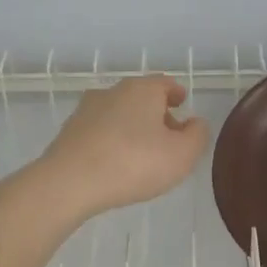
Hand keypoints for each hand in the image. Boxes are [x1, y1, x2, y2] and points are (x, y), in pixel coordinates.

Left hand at [33, 75, 209, 220]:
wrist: (69, 182)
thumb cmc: (134, 163)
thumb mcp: (182, 155)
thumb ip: (197, 136)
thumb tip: (195, 123)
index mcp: (142, 90)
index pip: (165, 84)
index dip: (176, 94)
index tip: (182, 103)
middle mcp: (113, 92)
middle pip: (141, 97)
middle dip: (156, 113)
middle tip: (168, 135)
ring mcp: (86, 111)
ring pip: (118, 114)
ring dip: (132, 127)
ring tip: (142, 152)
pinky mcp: (69, 133)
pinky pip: (100, 132)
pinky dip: (112, 141)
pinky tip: (116, 162)